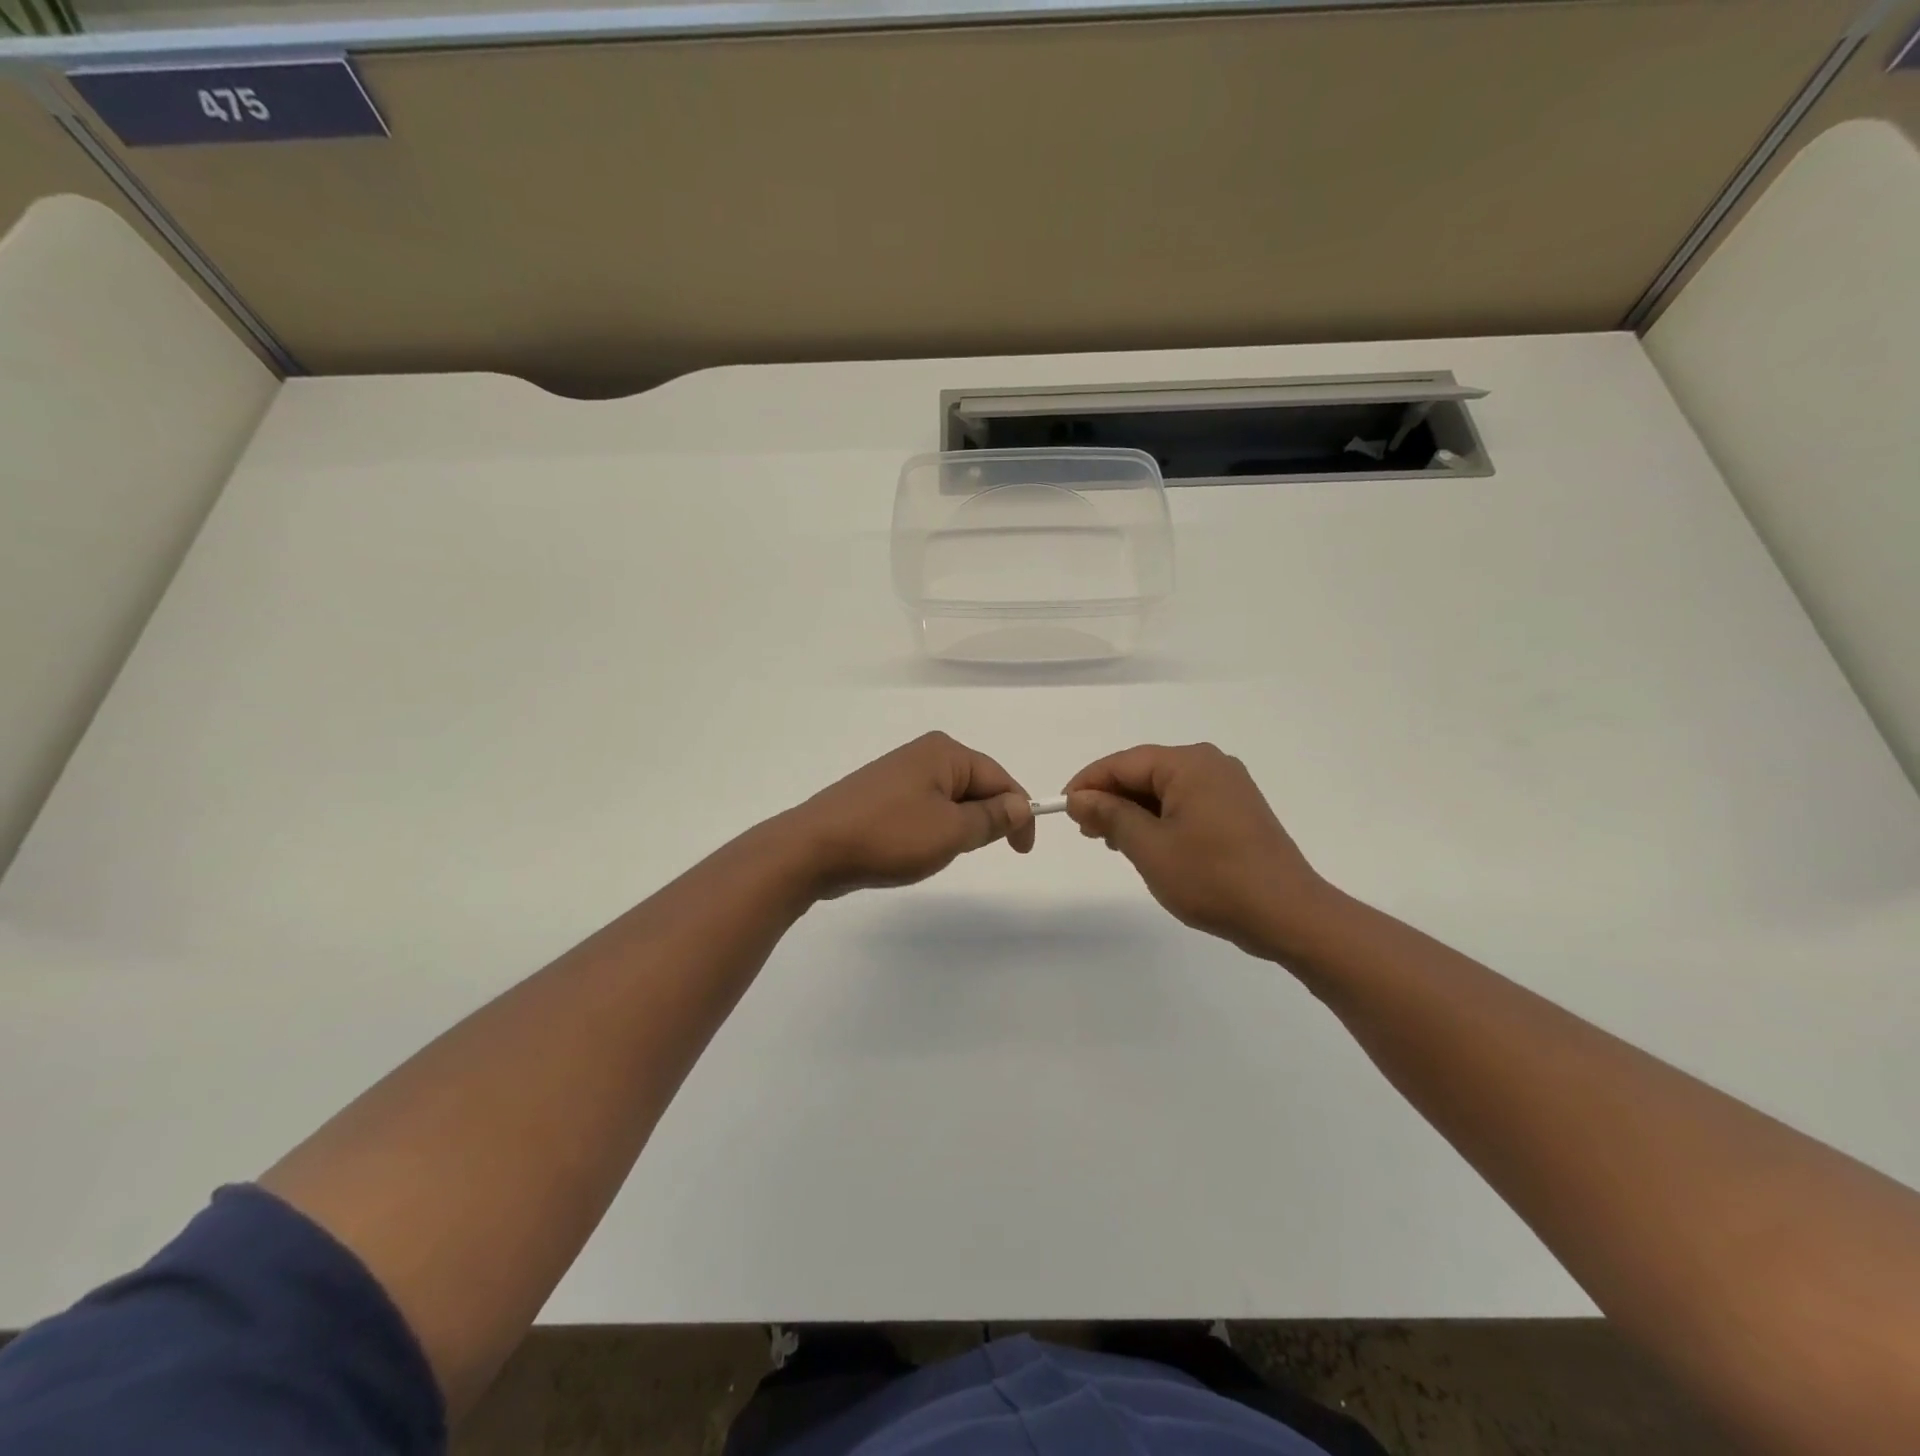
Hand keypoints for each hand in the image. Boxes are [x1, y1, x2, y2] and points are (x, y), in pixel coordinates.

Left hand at [782, 732, 1034, 898]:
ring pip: (949, 801)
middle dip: (985, 819)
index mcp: (945, 753)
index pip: (1000, 778)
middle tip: (974, 852)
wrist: (812, 849)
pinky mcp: (879, 796)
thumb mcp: (951, 831)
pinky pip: (923, 809)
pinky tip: (915, 851)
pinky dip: (932, 829)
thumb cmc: (889, 836)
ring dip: (957, 827)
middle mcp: (923, 754)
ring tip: (939, 853)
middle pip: (975, 786)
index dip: (1018, 813)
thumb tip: (1019, 805)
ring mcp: (897, 774)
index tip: (1022, 851)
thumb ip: (991, 818)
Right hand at [1065, 743, 1328, 955]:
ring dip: (1134, 811)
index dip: (1088, 783)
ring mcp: (1229, 787)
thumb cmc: (1213, 878)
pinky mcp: (1238, 810)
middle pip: (1145, 772)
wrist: (1288, 914)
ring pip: (1165, 789)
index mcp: (1189, 764)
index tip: (1063, 809)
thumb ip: (1110, 815)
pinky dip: (1160, 818)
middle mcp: (1211, 764)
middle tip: (1086, 831)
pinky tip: (1148, 844)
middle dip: (1111, 798)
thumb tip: (1079, 798)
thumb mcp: (1149, 847)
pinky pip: (1187, 803)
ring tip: (1112, 842)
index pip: (1123, 762)